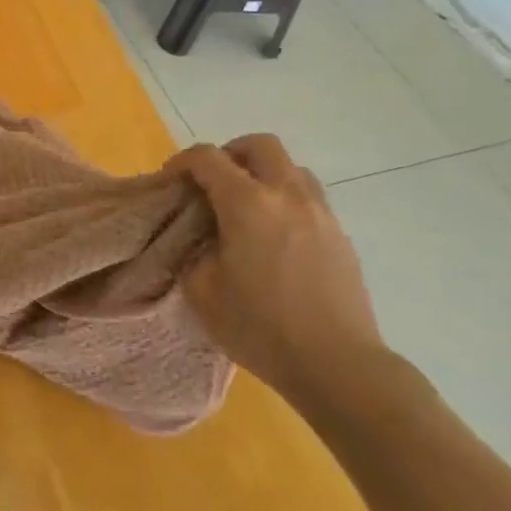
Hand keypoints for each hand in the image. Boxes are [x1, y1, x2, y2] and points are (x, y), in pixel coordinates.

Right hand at [172, 136, 385, 407]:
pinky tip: (275, 237)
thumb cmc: (261, 328)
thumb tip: (201, 240)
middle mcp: (287, 196)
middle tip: (213, 183)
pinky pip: (309, 198)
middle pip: (259, 145)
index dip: (181, 162)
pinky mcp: (340, 236)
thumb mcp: (202, 292)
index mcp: (247, 204)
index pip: (207, 158)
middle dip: (230, 154)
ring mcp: (321, 213)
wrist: (338, 365)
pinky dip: (286, 200)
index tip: (169, 182)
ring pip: (291, 168)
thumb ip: (193, 253)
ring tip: (247, 208)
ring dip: (263, 174)